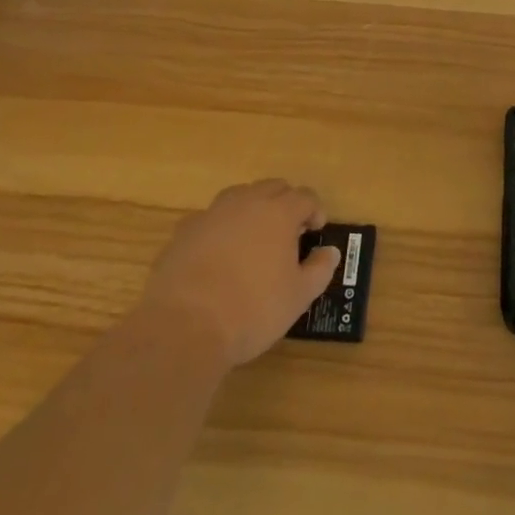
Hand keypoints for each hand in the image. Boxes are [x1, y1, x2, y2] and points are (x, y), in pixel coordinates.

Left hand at [137, 180, 339, 369]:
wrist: (184, 327)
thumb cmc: (252, 310)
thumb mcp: (298, 297)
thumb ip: (319, 270)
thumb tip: (330, 252)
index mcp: (279, 212)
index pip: (305, 196)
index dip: (315, 210)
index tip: (316, 231)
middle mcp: (247, 202)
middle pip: (273, 187)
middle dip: (285, 203)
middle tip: (289, 232)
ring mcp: (212, 213)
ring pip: (240, 196)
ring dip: (252, 208)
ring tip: (254, 237)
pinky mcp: (184, 231)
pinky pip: (210, 218)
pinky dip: (221, 227)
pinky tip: (218, 253)